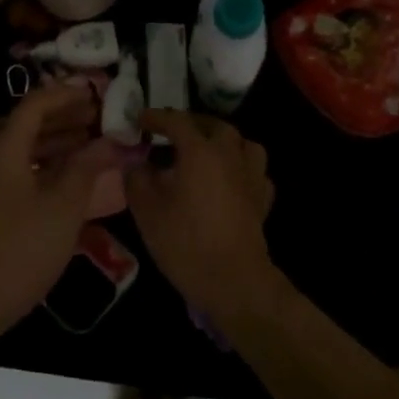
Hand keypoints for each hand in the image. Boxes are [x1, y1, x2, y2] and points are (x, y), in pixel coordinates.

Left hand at [0, 84, 116, 342]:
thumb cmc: (20, 248)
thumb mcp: (63, 207)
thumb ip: (87, 168)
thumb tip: (110, 140)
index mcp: (5, 149)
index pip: (35, 104)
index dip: (66, 94)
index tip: (98, 92)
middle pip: (31, 124)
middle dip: (68, 117)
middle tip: (104, 116)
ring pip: (29, 151)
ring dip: (62, 142)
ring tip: (97, 143)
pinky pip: (26, 173)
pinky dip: (52, 168)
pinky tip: (76, 180)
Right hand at [127, 110, 278, 323]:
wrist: (233, 281)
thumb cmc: (185, 241)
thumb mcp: (146, 209)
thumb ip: (137, 178)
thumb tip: (136, 163)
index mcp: (200, 151)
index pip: (177, 121)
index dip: (156, 117)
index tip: (140, 119)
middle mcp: (230, 155)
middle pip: (214, 126)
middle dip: (192, 125)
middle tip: (172, 135)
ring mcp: (251, 176)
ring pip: (242, 143)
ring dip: (223, 141)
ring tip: (206, 152)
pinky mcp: (262, 199)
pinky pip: (254, 170)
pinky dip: (240, 167)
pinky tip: (229, 180)